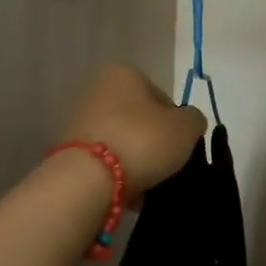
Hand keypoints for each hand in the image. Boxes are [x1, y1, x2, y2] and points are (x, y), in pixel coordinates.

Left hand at [60, 65, 207, 201]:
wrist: (88, 179)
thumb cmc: (143, 141)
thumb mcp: (187, 127)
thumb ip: (194, 119)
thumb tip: (188, 123)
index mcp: (124, 74)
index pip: (163, 97)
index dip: (177, 123)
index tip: (182, 145)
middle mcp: (98, 90)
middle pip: (141, 119)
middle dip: (155, 142)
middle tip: (168, 165)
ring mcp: (80, 121)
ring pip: (124, 141)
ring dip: (138, 160)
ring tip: (150, 183)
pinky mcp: (70, 151)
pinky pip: (106, 161)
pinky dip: (119, 174)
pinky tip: (129, 191)